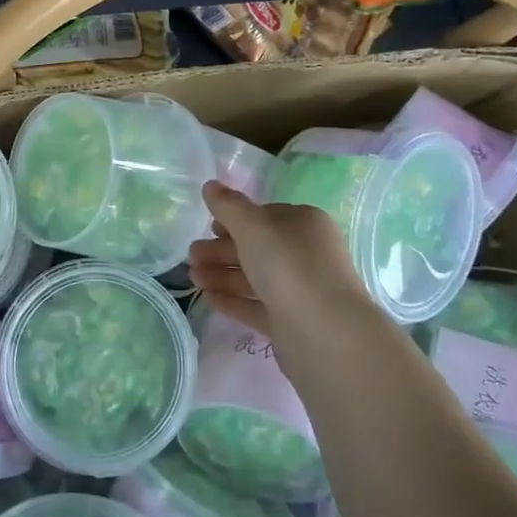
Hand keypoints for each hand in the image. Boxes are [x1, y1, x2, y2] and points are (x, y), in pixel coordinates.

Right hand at [188, 181, 380, 357]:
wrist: (324, 332)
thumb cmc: (289, 265)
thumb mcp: (253, 226)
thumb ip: (228, 205)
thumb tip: (210, 185)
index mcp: (303, 224)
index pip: (265, 216)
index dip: (235, 220)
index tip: (209, 226)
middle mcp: (304, 254)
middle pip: (256, 247)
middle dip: (220, 250)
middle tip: (191, 256)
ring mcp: (298, 289)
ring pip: (253, 277)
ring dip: (221, 274)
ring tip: (192, 277)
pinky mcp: (290, 321)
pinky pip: (255, 305)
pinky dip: (232, 300)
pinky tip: (208, 297)